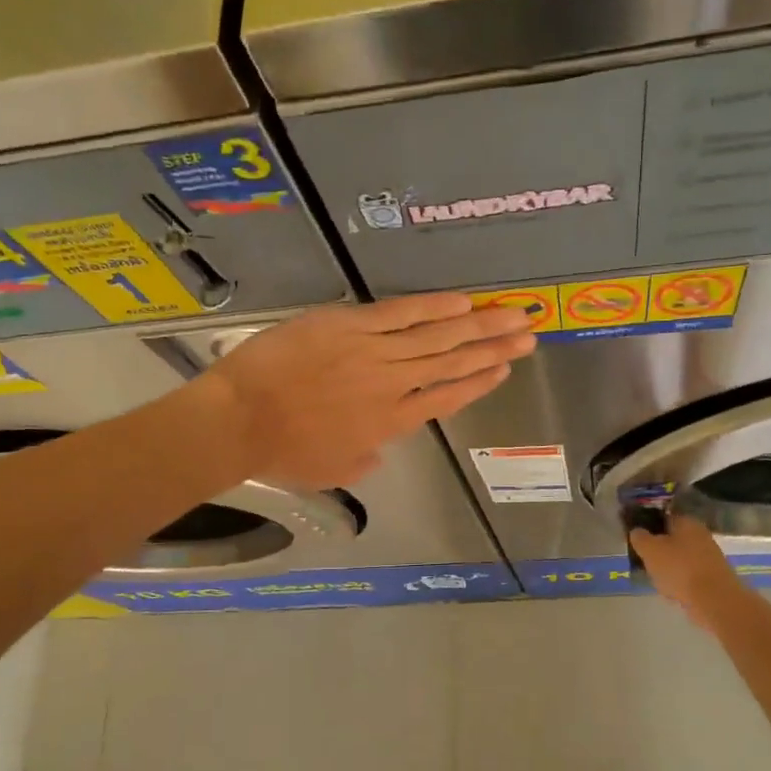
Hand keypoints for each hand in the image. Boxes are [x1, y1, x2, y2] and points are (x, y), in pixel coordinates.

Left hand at [199, 294, 535, 487]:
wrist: (241, 420)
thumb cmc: (282, 452)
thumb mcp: (330, 470)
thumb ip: (362, 461)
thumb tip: (378, 454)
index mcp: (390, 423)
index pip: (446, 399)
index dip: (479, 383)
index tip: (504, 368)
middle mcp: (393, 387)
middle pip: (453, 364)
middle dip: (494, 348)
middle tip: (529, 334)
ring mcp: (374, 353)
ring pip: (437, 338)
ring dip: (479, 326)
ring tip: (513, 314)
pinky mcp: (350, 326)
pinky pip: (401, 313)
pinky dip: (433, 307)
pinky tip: (463, 300)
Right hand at [630, 514, 746, 627]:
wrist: (714, 600)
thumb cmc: (679, 569)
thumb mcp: (650, 550)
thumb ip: (640, 538)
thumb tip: (637, 531)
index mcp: (686, 522)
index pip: (663, 517)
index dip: (648, 526)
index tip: (636, 538)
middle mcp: (701, 535)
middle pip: (673, 538)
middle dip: (659, 549)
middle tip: (644, 560)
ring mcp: (709, 556)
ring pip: (681, 557)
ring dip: (668, 566)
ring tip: (656, 578)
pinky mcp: (714, 576)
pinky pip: (690, 574)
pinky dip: (680, 581)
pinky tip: (672, 591)